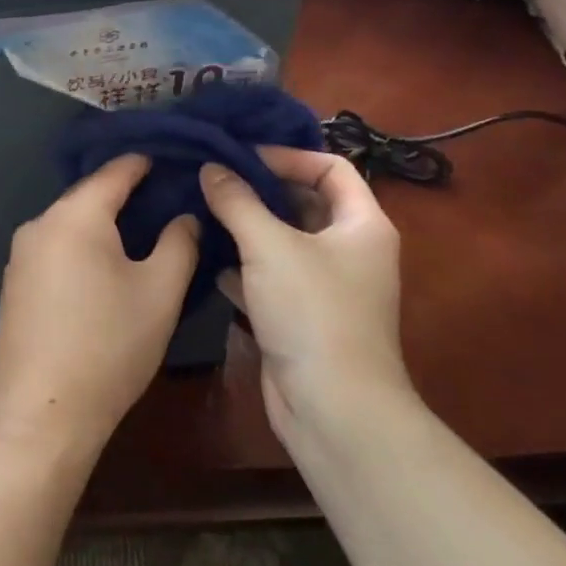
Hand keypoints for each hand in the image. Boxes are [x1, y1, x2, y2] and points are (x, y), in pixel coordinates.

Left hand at [0, 155, 198, 456]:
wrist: (43, 414)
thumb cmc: (109, 346)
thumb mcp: (160, 293)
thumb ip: (179, 243)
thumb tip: (183, 216)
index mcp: (74, 216)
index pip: (115, 172)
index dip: (145, 163)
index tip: (173, 160)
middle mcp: (39, 224)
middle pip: (89, 197)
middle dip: (126, 196)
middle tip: (166, 202)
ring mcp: (20, 255)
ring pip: (71, 225)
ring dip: (104, 225)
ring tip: (142, 235)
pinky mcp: (14, 284)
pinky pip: (55, 249)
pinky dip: (82, 249)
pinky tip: (104, 270)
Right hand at [199, 148, 408, 435]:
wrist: (333, 409)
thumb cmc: (312, 312)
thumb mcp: (270, 245)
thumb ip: (237, 201)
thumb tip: (211, 168)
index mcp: (362, 224)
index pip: (331, 167)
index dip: (289, 156)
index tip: (242, 157)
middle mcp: (350, 250)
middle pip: (305, 203)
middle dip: (260, 190)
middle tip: (213, 178)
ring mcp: (327, 287)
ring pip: (284, 242)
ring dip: (247, 227)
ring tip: (203, 210)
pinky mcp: (302, 317)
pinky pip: (271, 278)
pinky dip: (243, 267)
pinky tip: (209, 260)